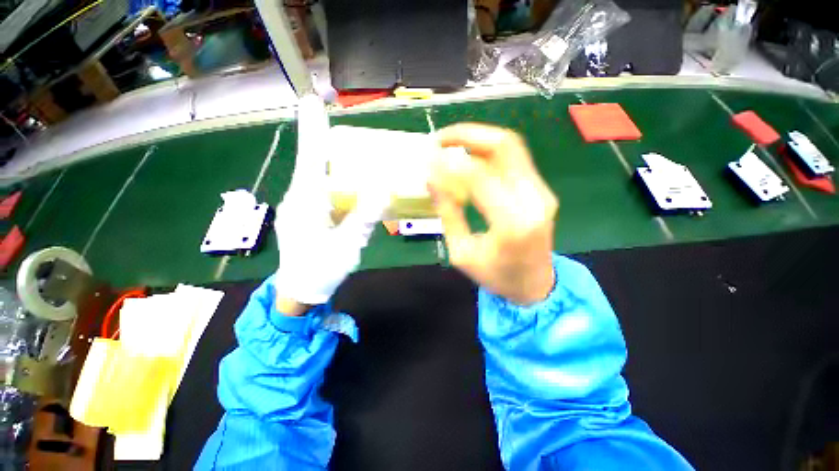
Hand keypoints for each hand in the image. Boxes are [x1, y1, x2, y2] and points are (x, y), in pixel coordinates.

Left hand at [274, 95, 387, 313]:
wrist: (300, 291)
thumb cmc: (321, 270)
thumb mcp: (348, 246)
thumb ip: (363, 218)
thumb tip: (383, 190)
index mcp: (307, 203)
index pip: (311, 159)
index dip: (313, 130)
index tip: (312, 100)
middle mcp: (299, 198)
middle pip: (313, 162)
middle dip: (323, 139)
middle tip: (338, 119)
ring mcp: (301, 205)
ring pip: (316, 175)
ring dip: (329, 159)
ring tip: (348, 148)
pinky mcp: (306, 213)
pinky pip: (319, 188)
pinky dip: (332, 178)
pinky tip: (346, 181)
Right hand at [430, 124, 558, 305]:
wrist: (536, 285)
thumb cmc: (496, 276)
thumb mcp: (461, 252)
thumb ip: (448, 213)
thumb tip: (431, 178)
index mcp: (512, 223)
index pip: (478, 176)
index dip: (449, 163)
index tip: (427, 158)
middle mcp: (534, 200)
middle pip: (504, 147)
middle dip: (468, 134)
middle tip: (440, 138)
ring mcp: (542, 192)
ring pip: (511, 147)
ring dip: (479, 139)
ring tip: (450, 144)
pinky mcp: (541, 190)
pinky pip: (514, 159)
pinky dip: (489, 152)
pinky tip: (469, 158)